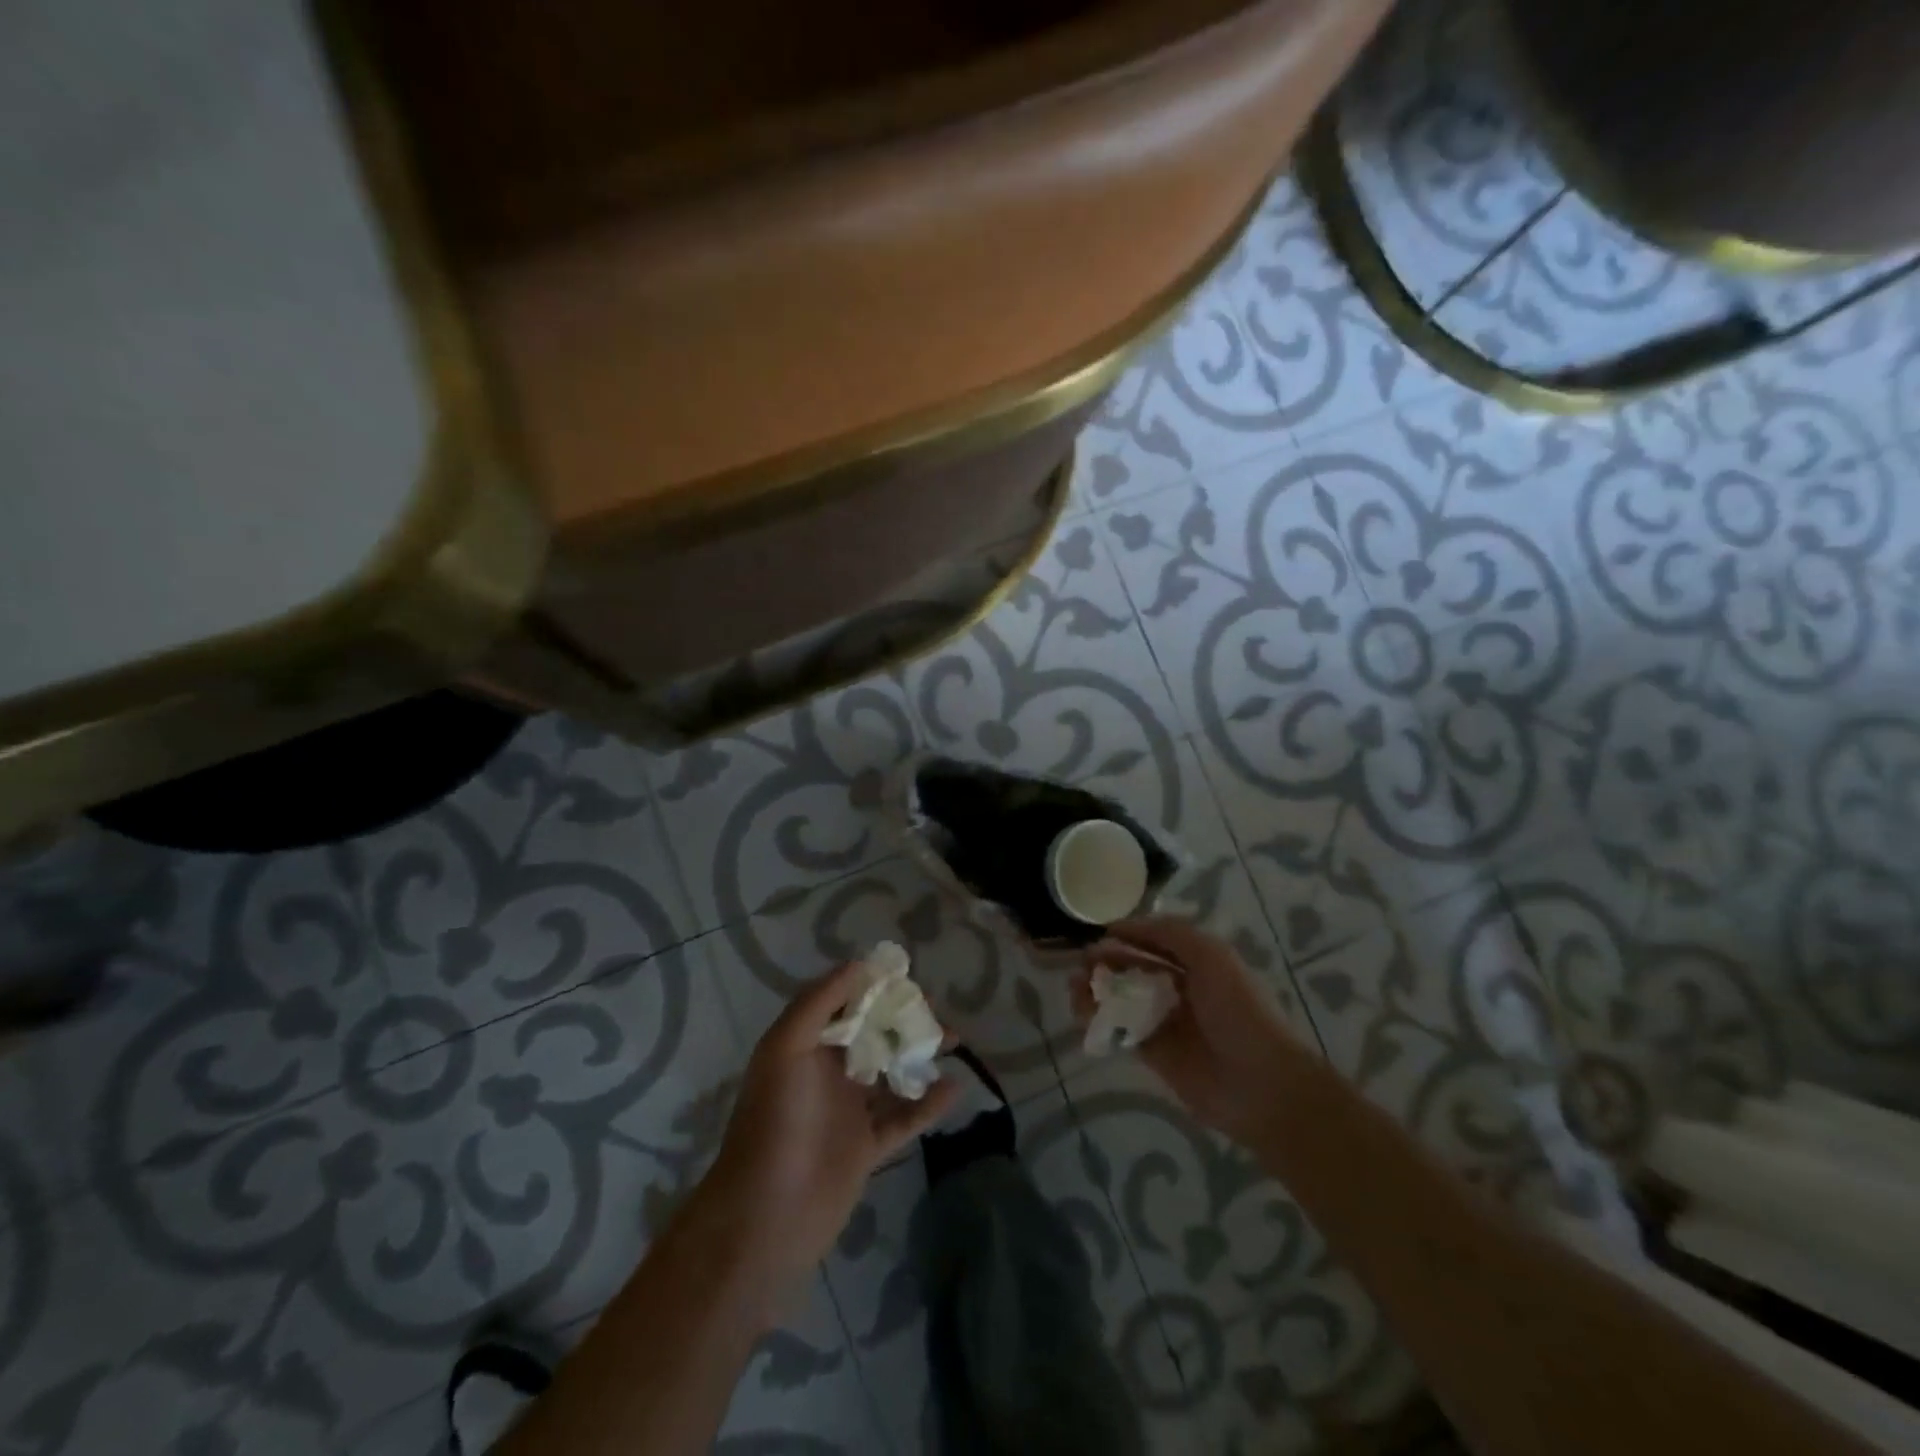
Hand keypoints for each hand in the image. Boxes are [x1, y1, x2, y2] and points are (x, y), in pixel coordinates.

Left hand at [707, 961, 960, 1285]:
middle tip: (936, 1010)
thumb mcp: (786, 1048)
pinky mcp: (868, 1148)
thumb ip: (819, 1003)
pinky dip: (930, 1102)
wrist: (768, 1216)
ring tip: (953, 1039)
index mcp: (806, 1046)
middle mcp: (828, 1072)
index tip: (907, 975)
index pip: (844, 1004)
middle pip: (873, 1034)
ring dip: (920, 1054)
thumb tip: (859, 965)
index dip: (873, 987)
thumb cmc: (776, 1121)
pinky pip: (905, 1117)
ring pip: (891, 1072)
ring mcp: (849, 1111)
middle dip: (903, 1018)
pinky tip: (955, 1086)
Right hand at [1075, 917, 1304, 1148]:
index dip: (1130, 934)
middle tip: (1083, 961)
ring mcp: (1167, 1022)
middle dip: (1108, 961)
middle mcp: (1181, 989)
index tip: (1100, 932)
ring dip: (1097, 989)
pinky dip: (1099, 1020)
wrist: (1260, 1083)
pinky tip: (1082, 1011)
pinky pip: (1120, 1031)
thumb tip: (1126, 925)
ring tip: (1074, 985)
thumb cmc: (1238, 1010)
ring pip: (1123, 999)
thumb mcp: (1210, 956)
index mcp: (1199, 963)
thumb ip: (1171, 933)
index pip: (1157, 941)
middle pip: (1136, 968)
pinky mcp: (1154, 1054)